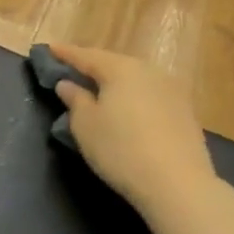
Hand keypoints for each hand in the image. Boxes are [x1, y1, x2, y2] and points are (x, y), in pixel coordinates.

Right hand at [47, 44, 218, 213]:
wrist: (177, 184)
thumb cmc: (120, 149)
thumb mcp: (85, 125)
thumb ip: (75, 99)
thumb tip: (68, 84)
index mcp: (121, 69)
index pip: (86, 56)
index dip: (65, 53)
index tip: (48, 49)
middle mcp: (149, 71)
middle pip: (114, 64)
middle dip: (92, 67)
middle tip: (72, 71)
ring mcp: (172, 90)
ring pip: (135, 79)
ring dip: (115, 82)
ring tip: (98, 91)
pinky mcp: (185, 111)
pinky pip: (149, 95)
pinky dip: (132, 97)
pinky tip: (125, 110)